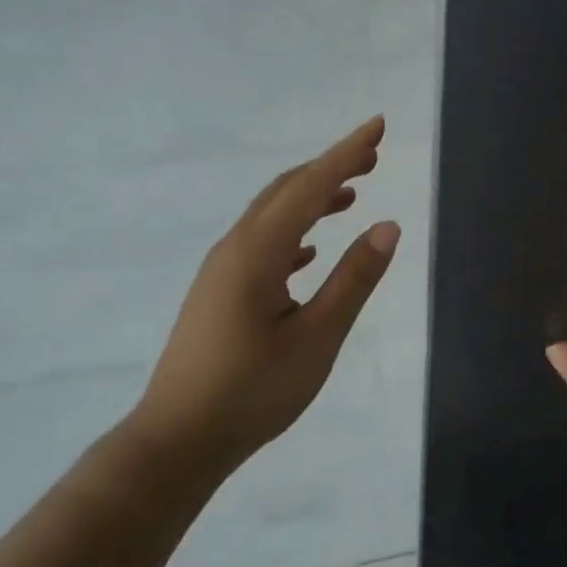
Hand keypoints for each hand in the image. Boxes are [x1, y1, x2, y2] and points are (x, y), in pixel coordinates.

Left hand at [136, 116, 401, 468]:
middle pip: (286, 191)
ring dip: (311, 198)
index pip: (310, 186)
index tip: (378, 126)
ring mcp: (222, 270)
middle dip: (329, 168)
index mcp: (257, 252)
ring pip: (271, 216)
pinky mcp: (218, 292)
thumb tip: (388, 226)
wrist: (178, 440)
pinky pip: (262, 244)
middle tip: (372, 156)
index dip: (347, 153)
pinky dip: (293, 232)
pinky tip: (310, 252)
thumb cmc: (252, 392)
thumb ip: (353, 280)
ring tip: (351, 195)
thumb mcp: (317, 338)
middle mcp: (235, 248)